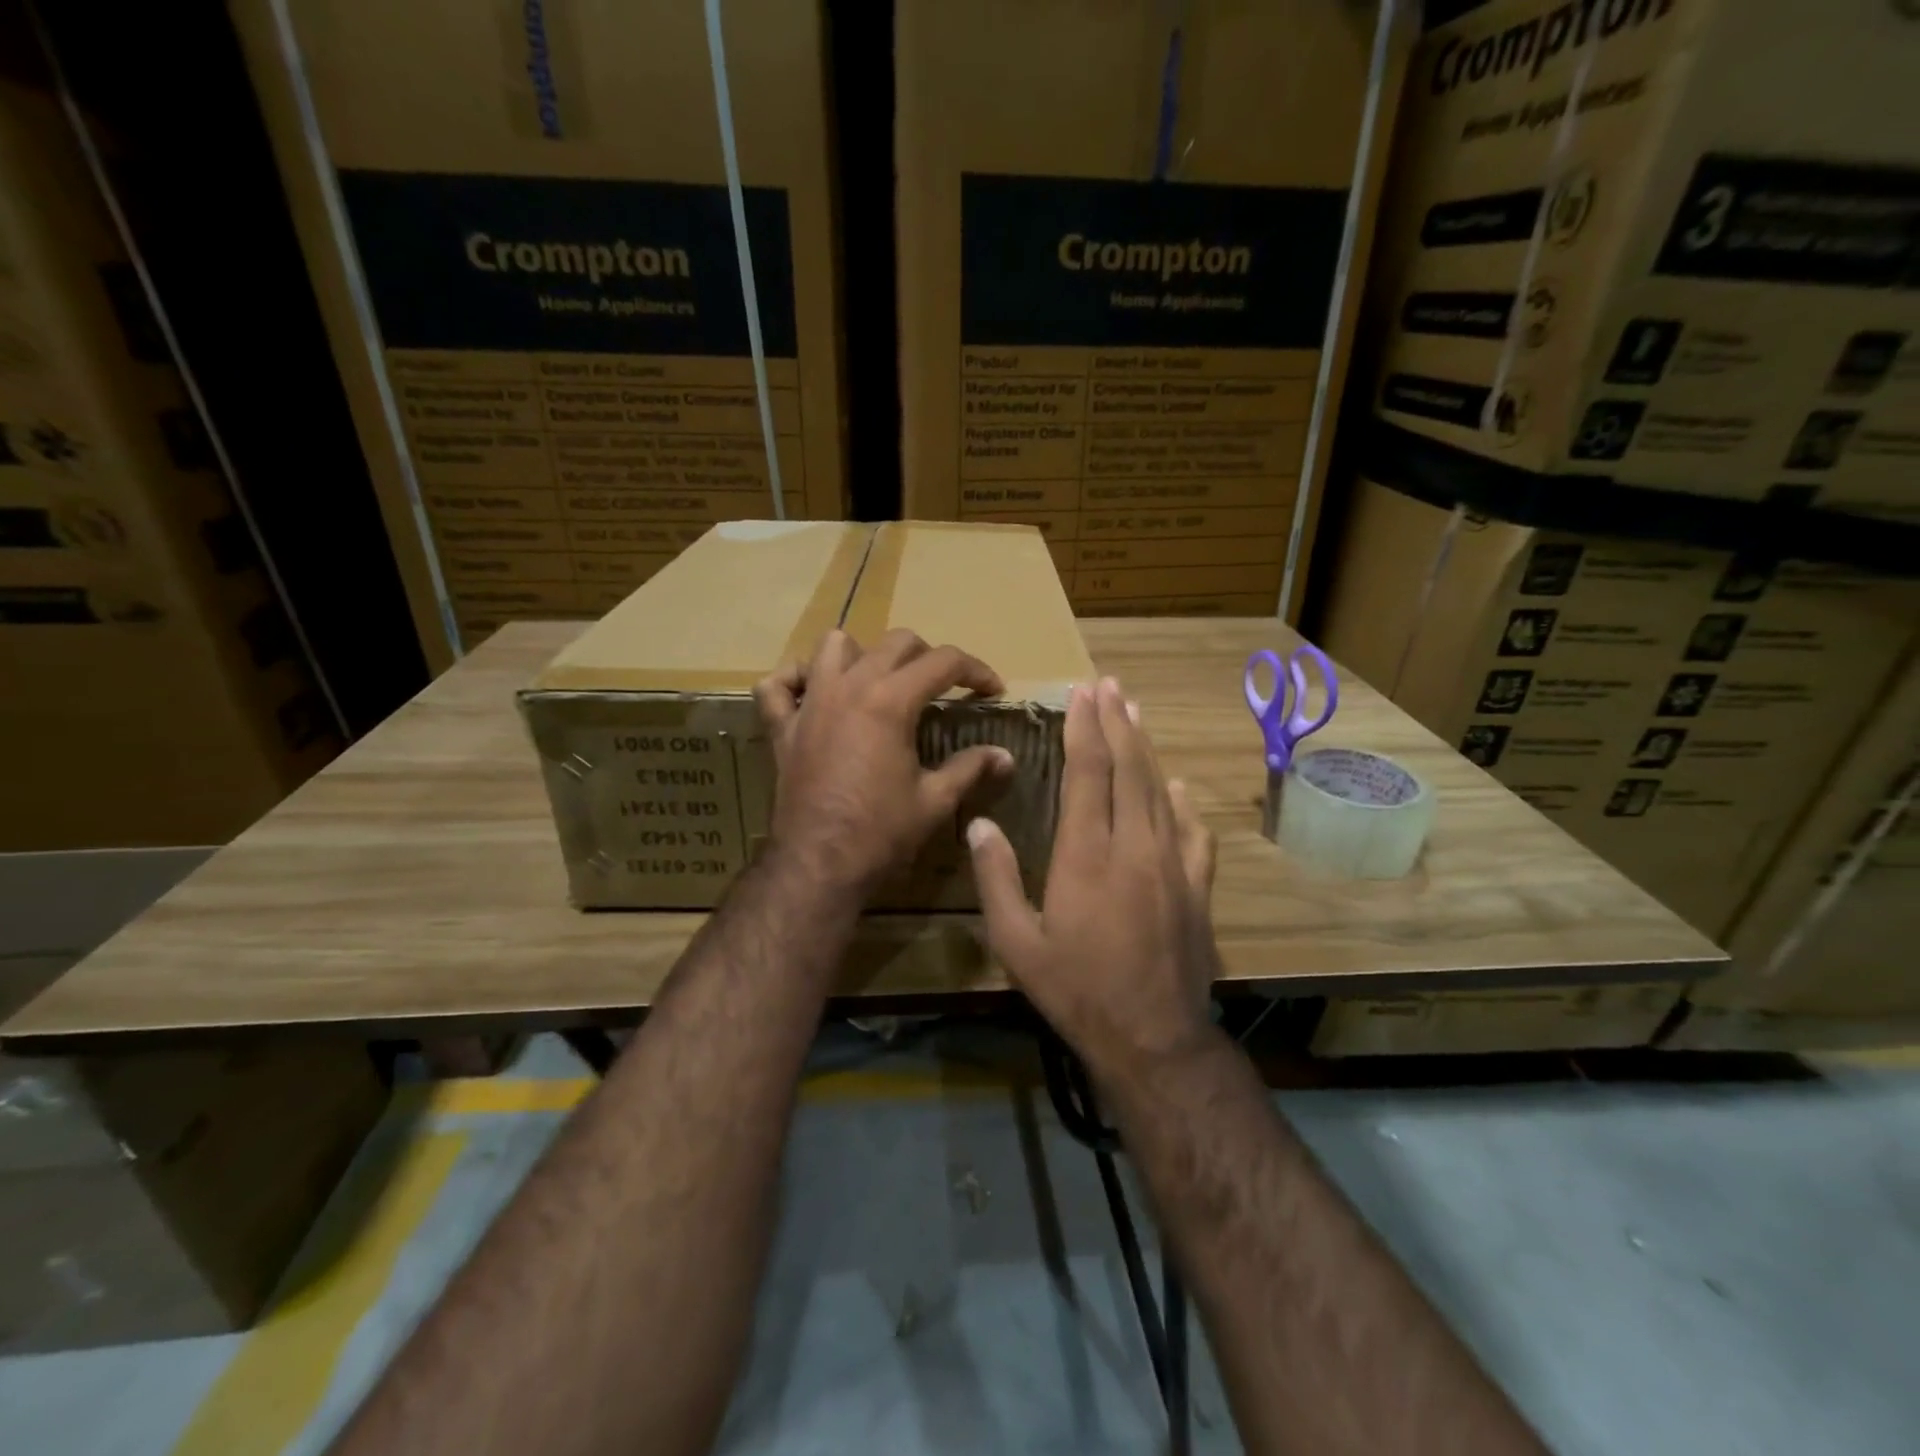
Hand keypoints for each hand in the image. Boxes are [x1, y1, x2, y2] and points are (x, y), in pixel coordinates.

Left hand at [754, 628, 1014, 899]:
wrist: (819, 864)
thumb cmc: (881, 832)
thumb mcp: (935, 800)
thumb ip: (971, 768)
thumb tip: (1005, 756)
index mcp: (890, 700)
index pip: (944, 661)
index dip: (976, 671)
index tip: (992, 690)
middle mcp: (849, 687)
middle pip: (896, 643)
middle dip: (928, 657)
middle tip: (944, 688)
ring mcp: (810, 703)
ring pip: (833, 646)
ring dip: (862, 655)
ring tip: (879, 681)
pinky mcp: (782, 727)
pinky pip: (776, 685)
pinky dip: (795, 680)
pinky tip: (813, 694)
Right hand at [967, 677, 1219, 1080]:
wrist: (1153, 1039)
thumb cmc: (1076, 991)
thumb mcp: (1016, 943)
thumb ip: (996, 879)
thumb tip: (979, 824)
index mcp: (1085, 855)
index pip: (1087, 774)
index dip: (1084, 729)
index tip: (1082, 694)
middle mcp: (1133, 846)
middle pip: (1128, 769)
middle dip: (1117, 722)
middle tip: (1109, 685)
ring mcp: (1172, 864)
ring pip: (1160, 790)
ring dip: (1146, 748)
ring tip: (1136, 713)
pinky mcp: (1197, 887)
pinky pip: (1193, 832)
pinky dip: (1184, 801)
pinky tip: (1179, 785)